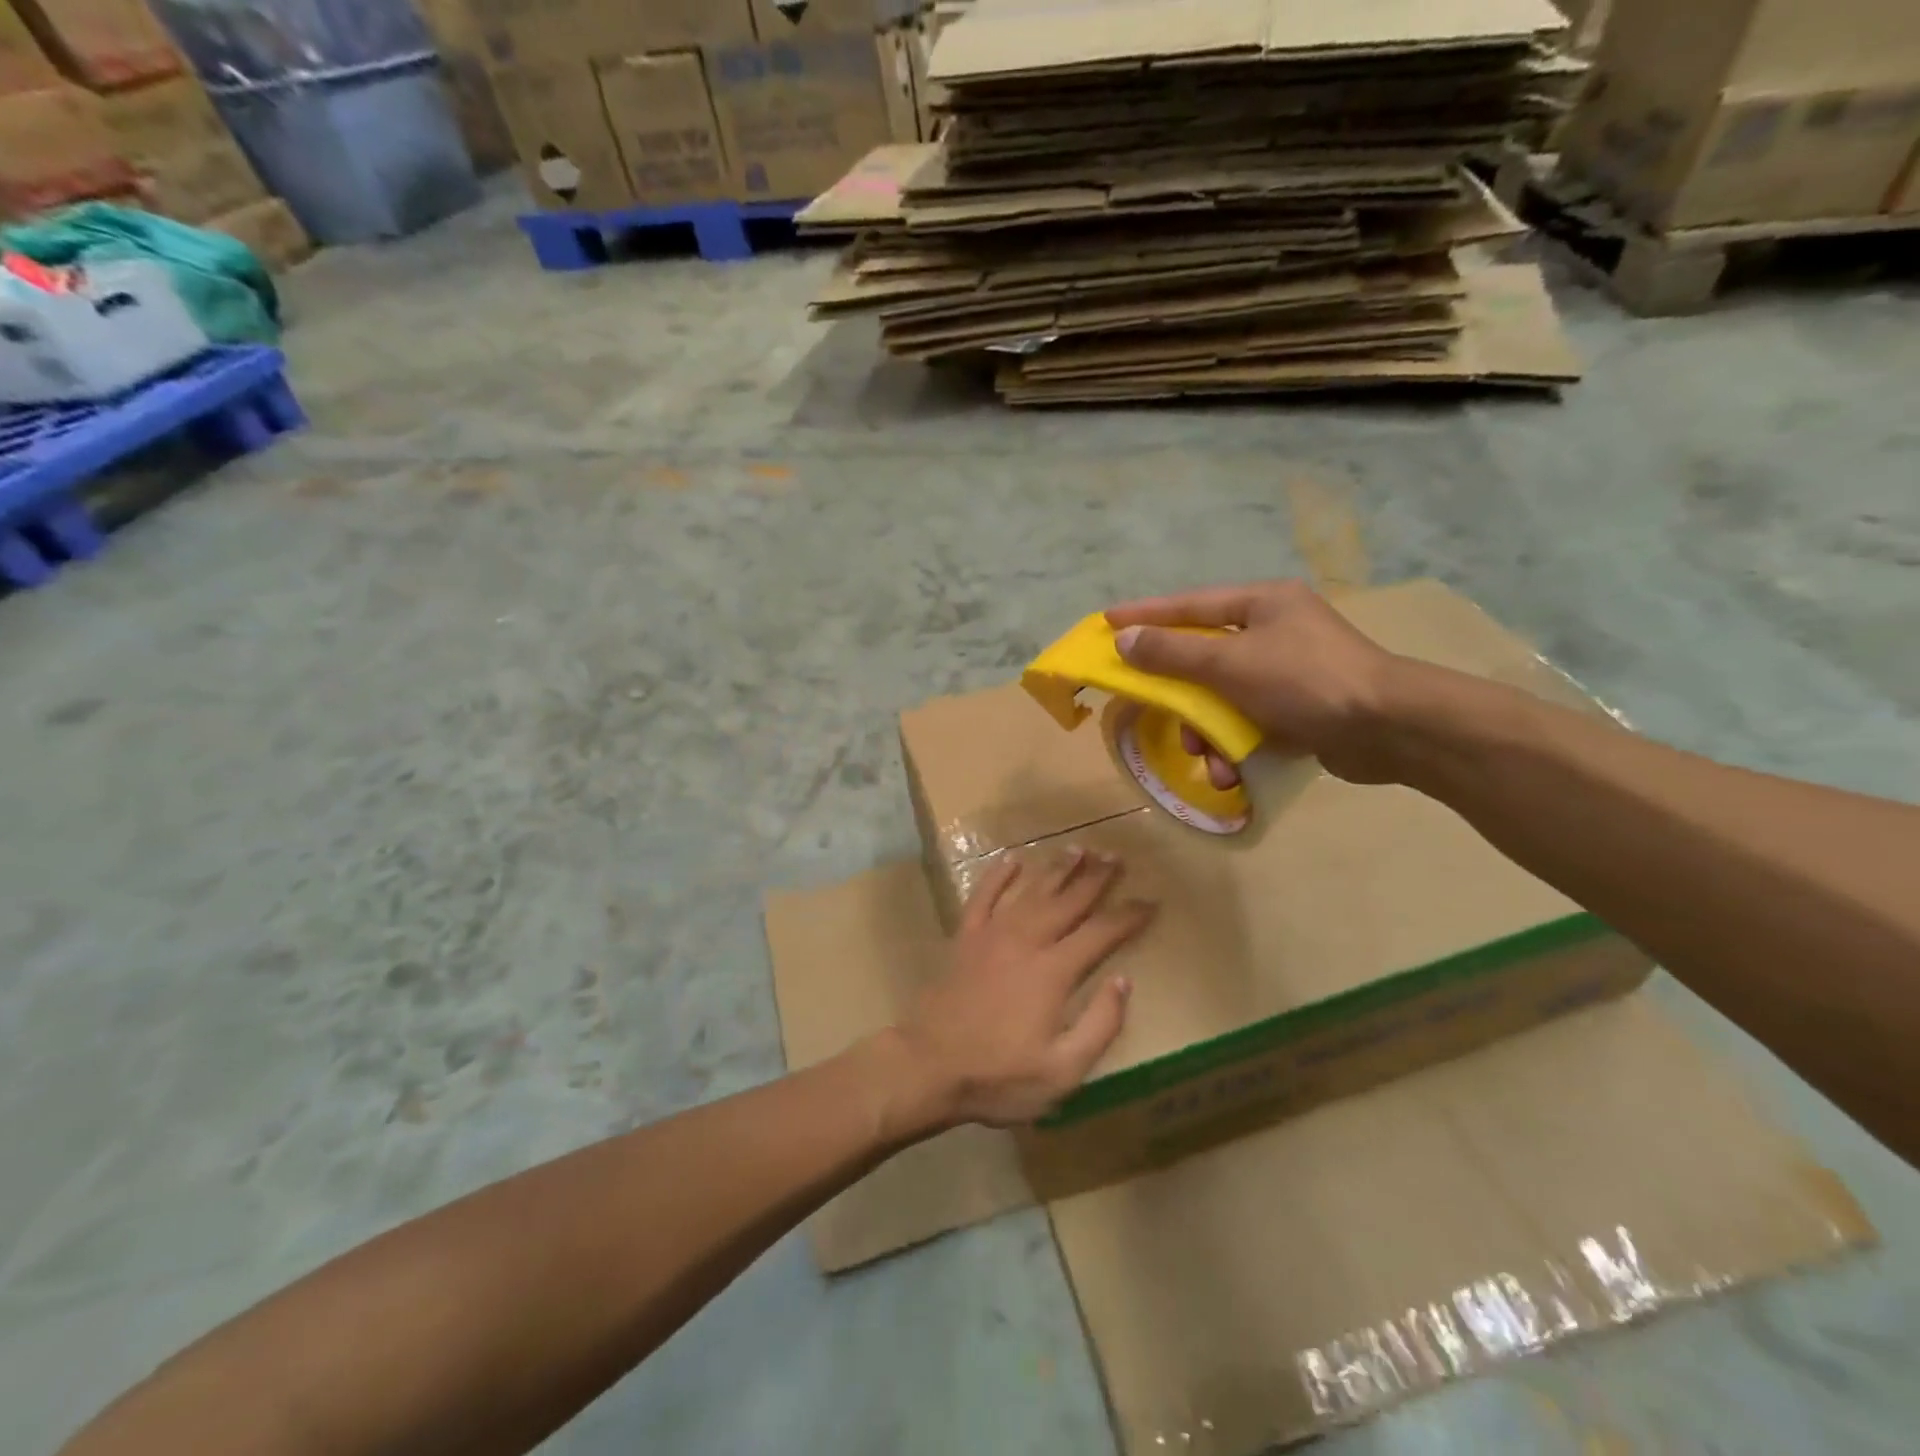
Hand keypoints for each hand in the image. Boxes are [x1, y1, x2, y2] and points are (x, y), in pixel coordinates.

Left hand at [896, 851, 1152, 1128]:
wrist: (929, 1066)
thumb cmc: (999, 1076)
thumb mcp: (1063, 1071)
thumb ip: (1100, 1025)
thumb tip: (1123, 981)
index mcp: (1054, 972)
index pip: (1101, 933)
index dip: (1128, 916)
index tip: (1150, 901)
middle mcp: (1026, 941)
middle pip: (1068, 902)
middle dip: (1096, 878)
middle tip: (1117, 857)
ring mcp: (992, 935)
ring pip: (1031, 891)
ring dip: (1057, 869)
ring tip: (1079, 849)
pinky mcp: (965, 937)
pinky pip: (983, 896)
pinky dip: (997, 876)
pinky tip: (1011, 859)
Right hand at [1106, 580, 1400, 784]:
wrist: (1390, 729)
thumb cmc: (1305, 682)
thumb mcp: (1229, 664)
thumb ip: (1173, 652)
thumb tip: (1124, 639)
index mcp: (1261, 603)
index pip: (1188, 604)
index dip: (1144, 614)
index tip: (1105, 621)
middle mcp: (1274, 630)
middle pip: (1203, 657)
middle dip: (1180, 695)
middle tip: (1154, 710)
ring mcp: (1288, 670)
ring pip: (1222, 697)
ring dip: (1207, 732)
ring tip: (1208, 759)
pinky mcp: (1299, 708)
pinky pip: (1248, 721)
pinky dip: (1236, 745)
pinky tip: (1233, 771)